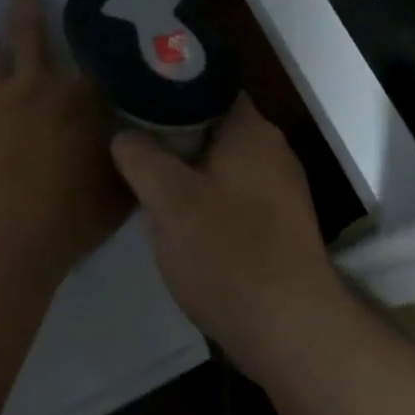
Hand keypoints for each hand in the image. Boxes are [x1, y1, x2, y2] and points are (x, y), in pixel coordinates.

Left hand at [0, 0, 131, 280]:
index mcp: (78, 96)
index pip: (90, 56)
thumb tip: (142, 136)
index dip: (93, 36)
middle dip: (25, 6)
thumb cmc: (74, 213)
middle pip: (29, 32)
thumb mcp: (121, 184)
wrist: (12, 235)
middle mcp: (35, 85)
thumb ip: (132, 154)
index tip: (96, 23)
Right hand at [110, 95, 344, 372]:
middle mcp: (272, 149)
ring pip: (221, 161)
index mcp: (251, 129)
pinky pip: (234, 192)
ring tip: (146, 179)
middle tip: (131, 140)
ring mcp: (280, 188)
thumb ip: (140, 156)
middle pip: (212, 123)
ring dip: (186, 168)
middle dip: (171, 132)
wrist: (290, 330)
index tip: (134, 97)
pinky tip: (180, 219)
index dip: (169, 87)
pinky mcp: (280, 224)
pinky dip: (206, 196)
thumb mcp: (168, 200)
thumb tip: (124, 135)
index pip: (207, 85)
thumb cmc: (227, 252)